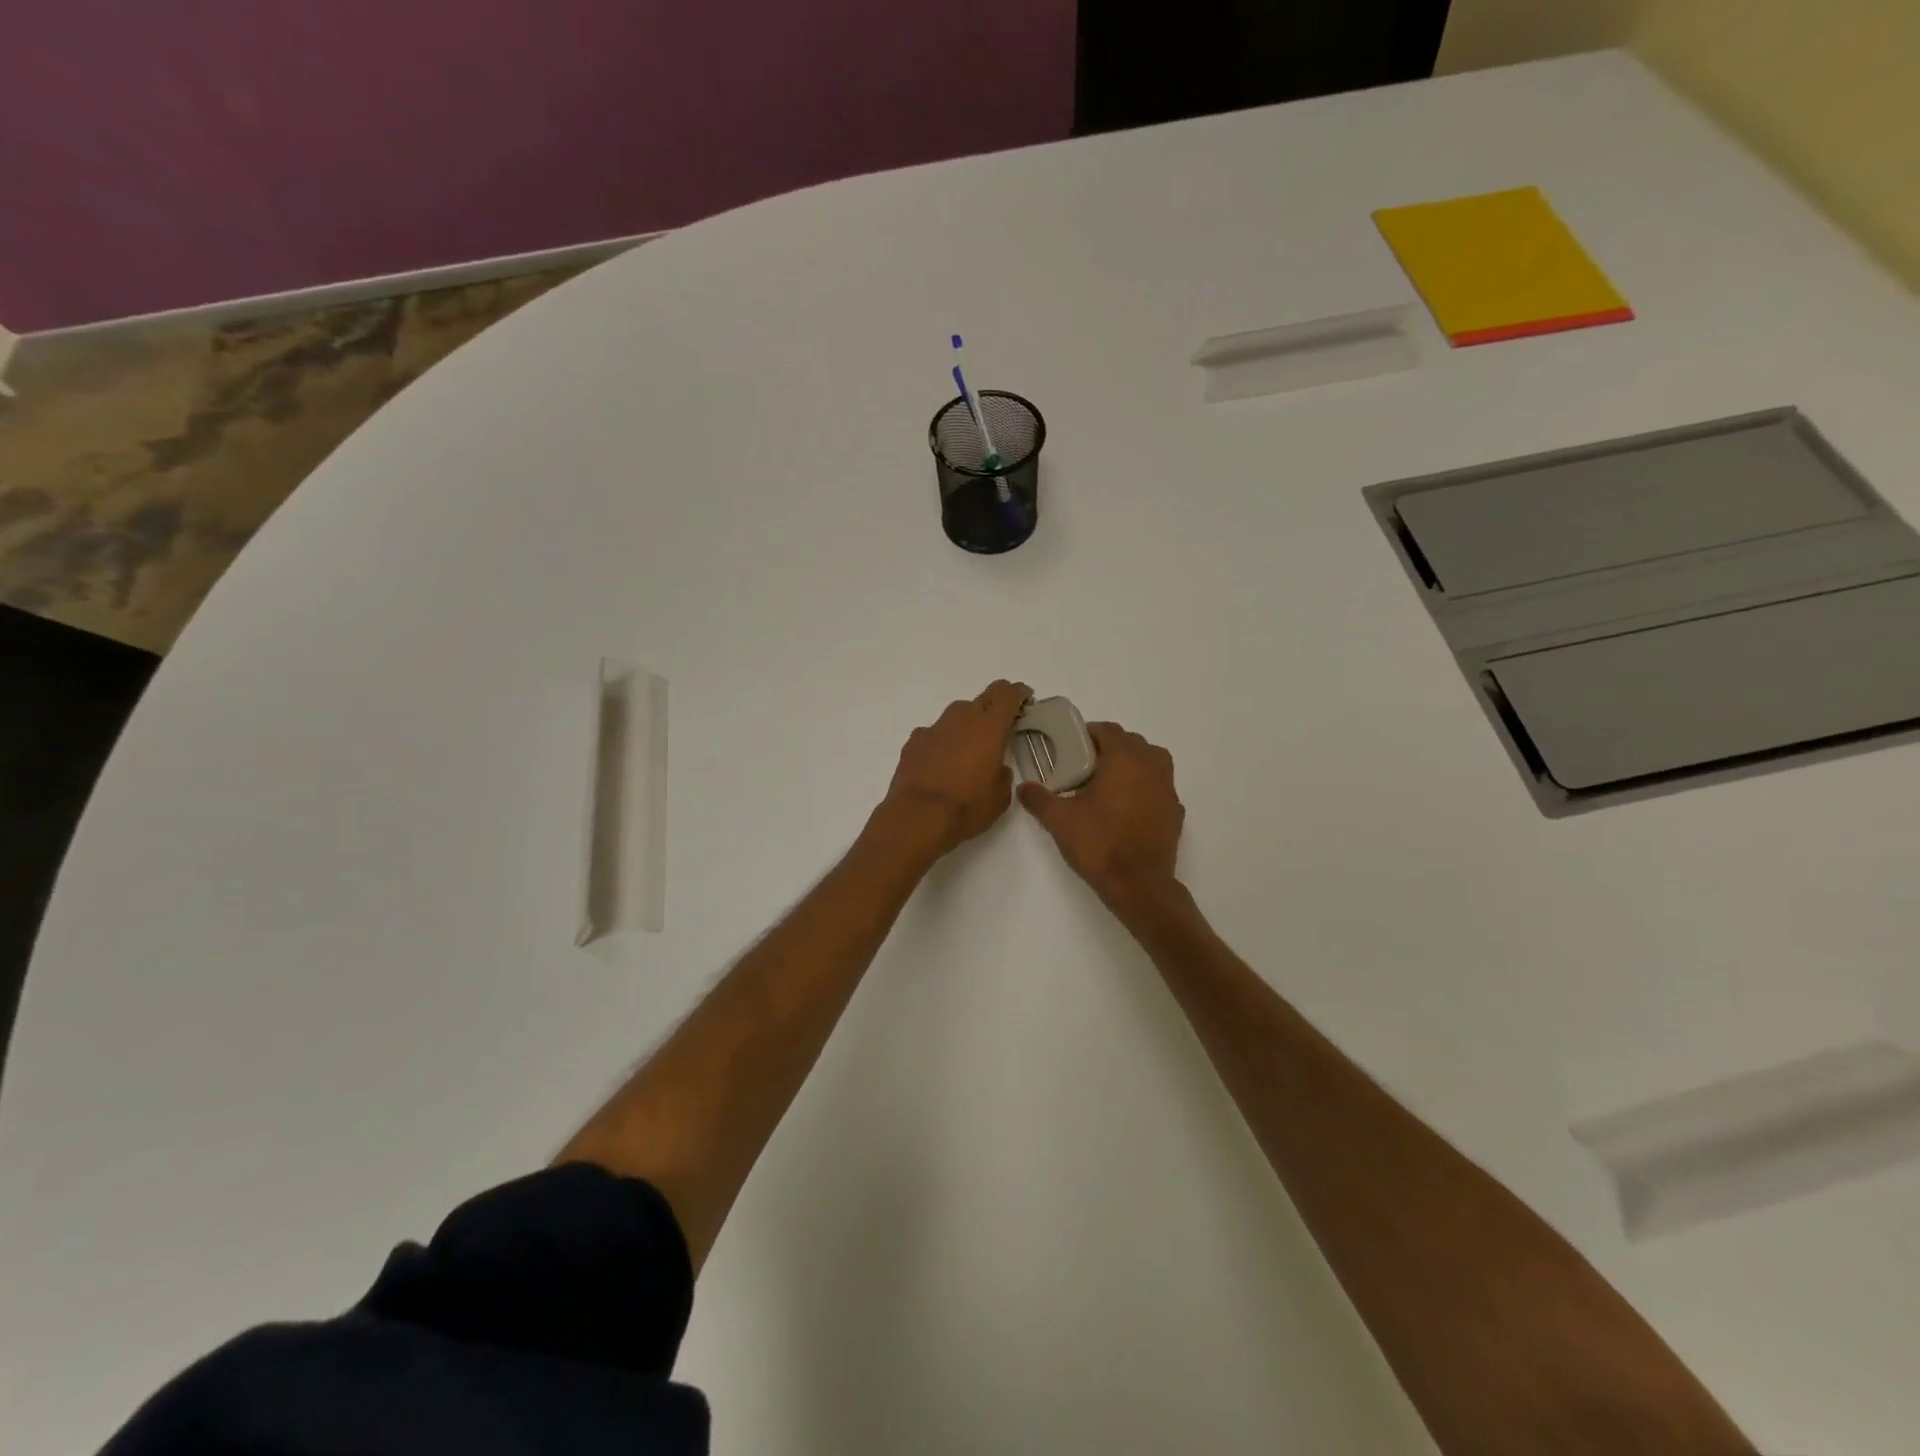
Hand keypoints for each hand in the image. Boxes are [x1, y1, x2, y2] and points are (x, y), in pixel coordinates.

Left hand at [881, 680, 1031, 856]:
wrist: (918, 816)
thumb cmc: (967, 807)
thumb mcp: (1000, 797)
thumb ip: (1003, 774)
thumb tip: (997, 768)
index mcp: (990, 727)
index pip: (1007, 694)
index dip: (1018, 693)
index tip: (1024, 698)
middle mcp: (962, 718)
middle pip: (983, 698)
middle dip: (995, 705)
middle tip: (1001, 723)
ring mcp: (935, 727)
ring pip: (957, 714)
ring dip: (967, 723)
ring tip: (969, 746)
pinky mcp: (914, 740)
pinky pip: (935, 733)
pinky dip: (942, 741)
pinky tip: (941, 760)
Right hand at [1019, 722, 1183, 904]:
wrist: (1139, 885)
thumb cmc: (1100, 843)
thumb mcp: (1060, 820)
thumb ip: (1039, 799)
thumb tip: (1024, 787)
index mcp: (1125, 758)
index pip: (1108, 730)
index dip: (1088, 734)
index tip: (1071, 748)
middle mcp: (1152, 765)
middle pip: (1131, 742)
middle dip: (1109, 748)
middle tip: (1085, 767)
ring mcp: (1168, 788)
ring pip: (1150, 762)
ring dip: (1130, 765)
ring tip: (1107, 785)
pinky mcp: (1175, 811)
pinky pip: (1158, 787)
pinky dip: (1144, 789)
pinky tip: (1126, 809)